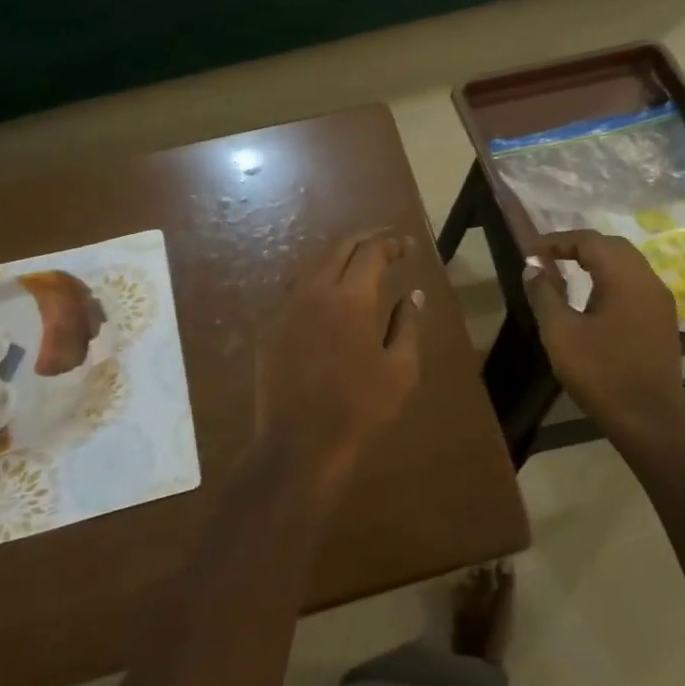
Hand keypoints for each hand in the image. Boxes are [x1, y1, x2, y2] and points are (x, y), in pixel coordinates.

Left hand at [254, 230, 422, 490]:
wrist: (299, 445)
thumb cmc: (360, 409)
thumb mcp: (400, 370)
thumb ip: (408, 325)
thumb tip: (413, 295)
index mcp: (351, 298)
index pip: (371, 251)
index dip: (391, 243)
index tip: (406, 248)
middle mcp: (315, 292)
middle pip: (338, 247)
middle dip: (364, 240)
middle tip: (385, 245)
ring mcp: (287, 308)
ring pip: (312, 265)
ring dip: (337, 257)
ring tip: (357, 264)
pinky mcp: (270, 328)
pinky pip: (295, 290)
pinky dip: (316, 280)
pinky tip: (327, 295)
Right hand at [521, 230, 684, 446]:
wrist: (649, 419)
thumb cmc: (601, 373)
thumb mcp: (560, 332)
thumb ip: (544, 294)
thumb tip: (533, 267)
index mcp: (624, 277)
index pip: (590, 241)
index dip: (558, 240)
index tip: (531, 252)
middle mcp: (648, 280)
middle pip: (612, 246)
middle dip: (579, 246)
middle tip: (549, 257)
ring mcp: (660, 301)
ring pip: (627, 264)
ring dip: (597, 261)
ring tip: (567, 272)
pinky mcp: (662, 320)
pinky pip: (635, 283)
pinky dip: (611, 278)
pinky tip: (594, 298)